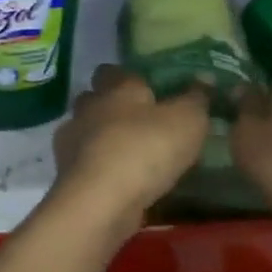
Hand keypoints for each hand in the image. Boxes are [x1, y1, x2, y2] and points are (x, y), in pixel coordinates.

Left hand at [49, 65, 209, 239]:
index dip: (127, 78)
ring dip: (102, 140)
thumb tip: (204, 78)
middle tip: (139, 124)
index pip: (113, 70)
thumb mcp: (187, 121)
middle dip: (111, 108)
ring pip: (86, 131)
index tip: (146, 90)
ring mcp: (72, 140)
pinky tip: (116, 182)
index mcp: (116, 87)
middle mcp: (88, 107)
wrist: (100, 201)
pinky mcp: (67, 173)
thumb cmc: (146, 149)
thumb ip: (196, 99)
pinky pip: (84, 163)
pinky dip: (97, 168)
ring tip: (128, 157)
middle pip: (94, 99)